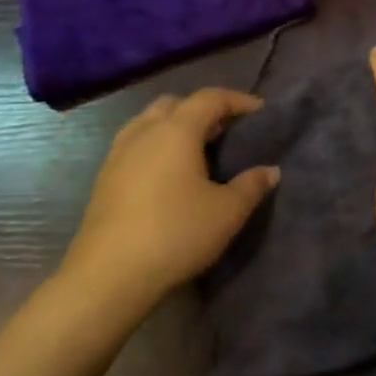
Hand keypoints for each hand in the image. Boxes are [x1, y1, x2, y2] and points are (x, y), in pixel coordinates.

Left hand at [57, 89, 279, 318]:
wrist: (109, 276)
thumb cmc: (176, 234)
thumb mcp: (228, 212)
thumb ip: (252, 185)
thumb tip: (270, 170)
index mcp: (176, 132)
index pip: (209, 98)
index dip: (237, 99)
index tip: (260, 111)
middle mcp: (143, 134)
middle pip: (174, 104)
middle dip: (202, 109)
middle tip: (227, 129)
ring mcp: (118, 156)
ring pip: (148, 123)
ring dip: (175, 126)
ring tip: (199, 149)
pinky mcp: (104, 180)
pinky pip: (135, 145)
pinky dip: (157, 146)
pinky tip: (171, 174)